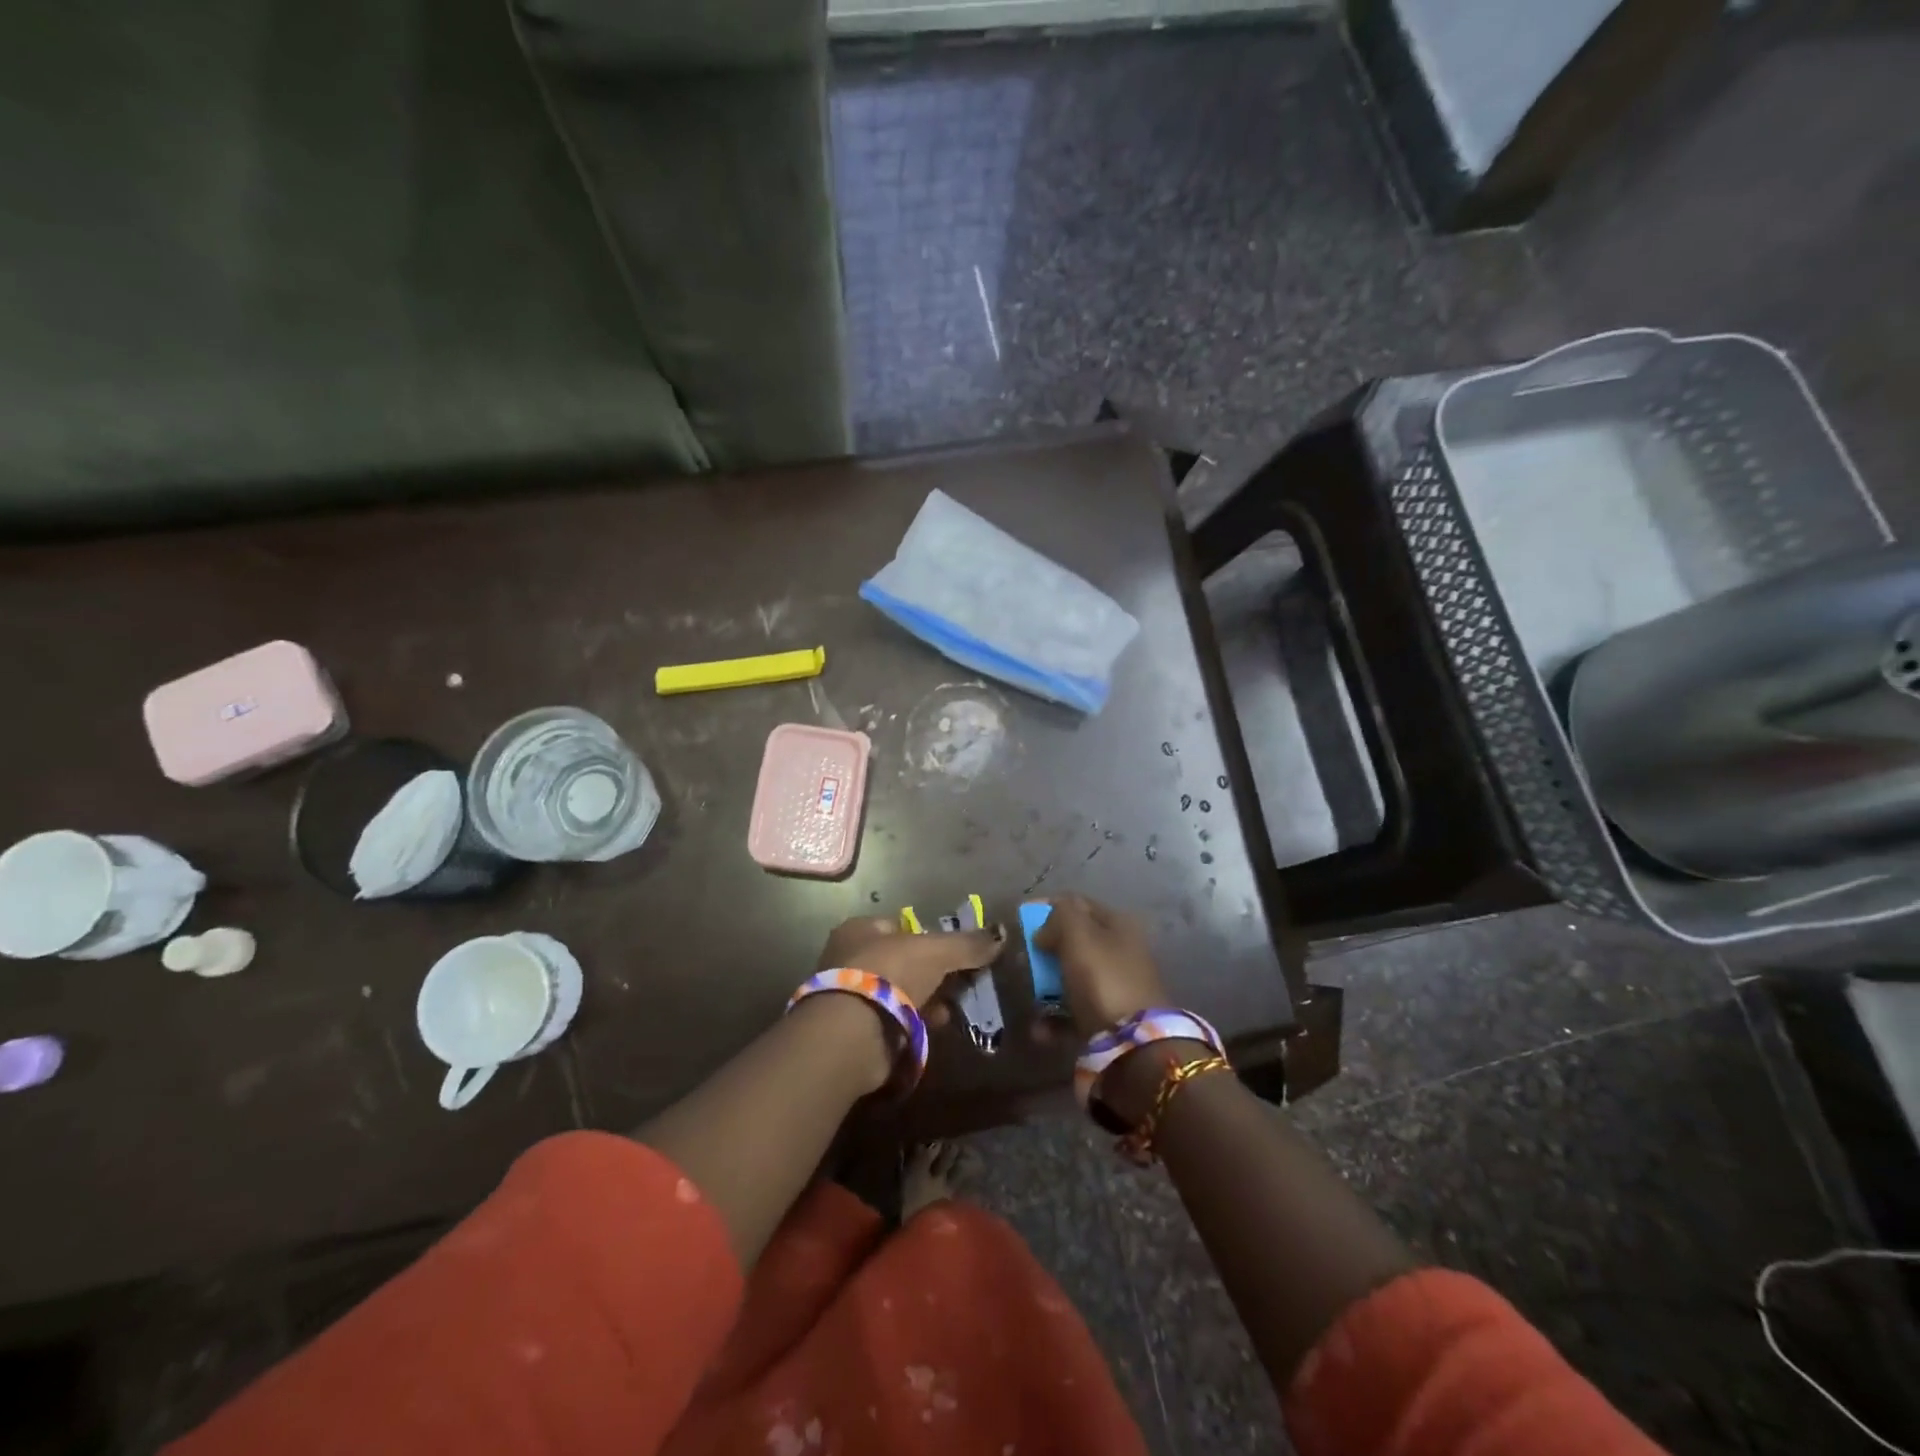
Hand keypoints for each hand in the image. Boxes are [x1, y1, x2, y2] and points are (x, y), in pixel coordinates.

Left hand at [815, 915, 1003, 1016]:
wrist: (852, 1033)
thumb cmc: (890, 974)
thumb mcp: (936, 952)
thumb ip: (968, 944)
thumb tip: (1000, 935)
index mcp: (859, 928)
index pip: (900, 926)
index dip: (928, 937)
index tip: (953, 954)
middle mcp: (848, 957)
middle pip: (900, 960)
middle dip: (930, 974)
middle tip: (956, 984)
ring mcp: (848, 994)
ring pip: (897, 992)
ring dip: (924, 1000)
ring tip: (949, 1011)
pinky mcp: (852, 1029)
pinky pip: (892, 1019)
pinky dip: (914, 1022)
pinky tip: (934, 1028)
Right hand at [1033, 893, 1170, 1037]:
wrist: (1134, 1046)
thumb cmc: (1103, 979)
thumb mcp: (1078, 934)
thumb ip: (1058, 917)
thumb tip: (1045, 930)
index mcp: (1118, 925)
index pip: (1078, 904)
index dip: (1048, 907)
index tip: (1020, 917)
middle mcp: (1120, 952)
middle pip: (1073, 943)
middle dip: (1044, 952)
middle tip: (1021, 961)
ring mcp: (1115, 988)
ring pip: (1070, 979)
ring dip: (1045, 989)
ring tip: (1030, 999)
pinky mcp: (1108, 1022)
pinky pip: (1073, 1013)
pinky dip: (1054, 1020)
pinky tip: (1039, 1030)